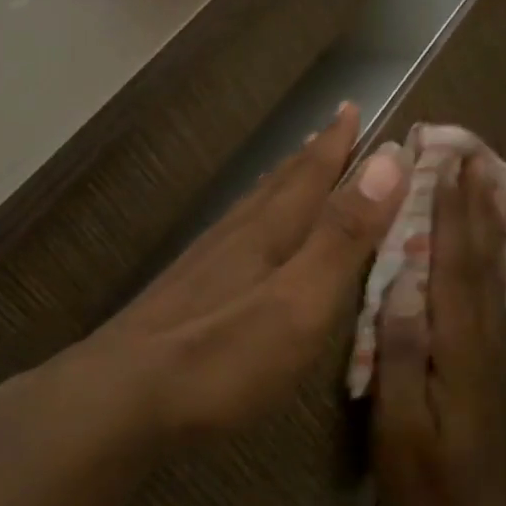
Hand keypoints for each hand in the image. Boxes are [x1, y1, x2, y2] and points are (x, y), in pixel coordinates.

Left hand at [77, 101, 408, 436]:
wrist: (117, 399)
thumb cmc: (221, 357)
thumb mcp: (299, 301)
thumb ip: (342, 236)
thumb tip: (388, 159)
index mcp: (269, 233)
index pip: (312, 175)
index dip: (337, 143)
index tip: (352, 106)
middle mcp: (235, 237)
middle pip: (280, 183)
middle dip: (312, 154)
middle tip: (332, 126)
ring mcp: (203, 264)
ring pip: (251, 206)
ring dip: (280, 181)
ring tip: (294, 165)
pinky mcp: (181, 293)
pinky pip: (230, 234)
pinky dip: (250, 216)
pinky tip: (241, 233)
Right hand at [371, 158, 505, 505]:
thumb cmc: (426, 478)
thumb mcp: (398, 424)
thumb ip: (400, 354)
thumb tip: (400, 285)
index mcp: (458, 345)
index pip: (454, 262)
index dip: (452, 210)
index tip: (449, 163)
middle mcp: (484, 334)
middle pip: (481, 255)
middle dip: (475, 202)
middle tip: (471, 153)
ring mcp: (493, 345)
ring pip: (493, 269)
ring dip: (487, 220)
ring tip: (482, 181)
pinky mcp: (491, 357)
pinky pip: (492, 290)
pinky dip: (490, 253)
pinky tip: (487, 241)